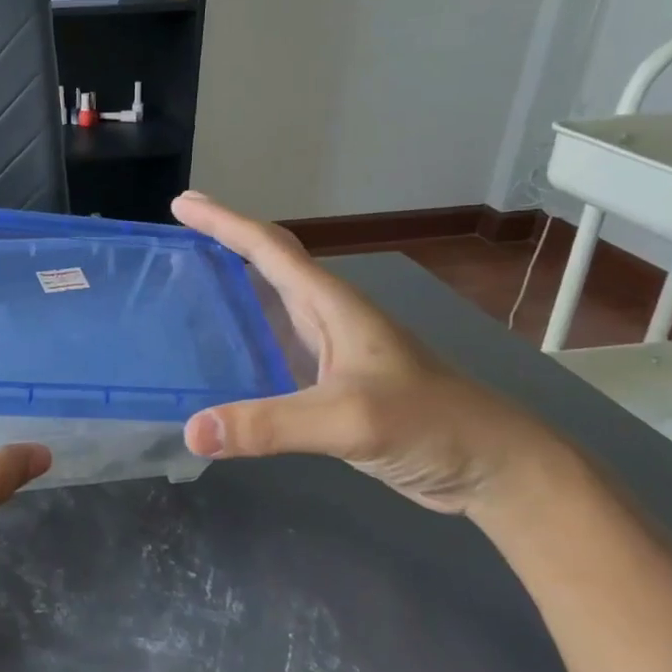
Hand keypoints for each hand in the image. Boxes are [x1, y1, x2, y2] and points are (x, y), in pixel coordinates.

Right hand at [172, 191, 569, 514]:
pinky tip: (224, 356)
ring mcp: (333, 352)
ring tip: (189, 284)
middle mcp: (329, 319)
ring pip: (273, 304)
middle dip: (224, 242)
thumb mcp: (348, 420)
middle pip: (269, 265)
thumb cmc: (430, 424)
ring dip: (234, 286)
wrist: (492, 467)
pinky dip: (245, 338)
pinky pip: (276, 347)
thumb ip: (270, 425)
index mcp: (333, 306)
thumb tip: (192, 431)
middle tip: (179, 232)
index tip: (183, 204)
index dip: (225, 223)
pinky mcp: (333, 385)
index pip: (270, 249)